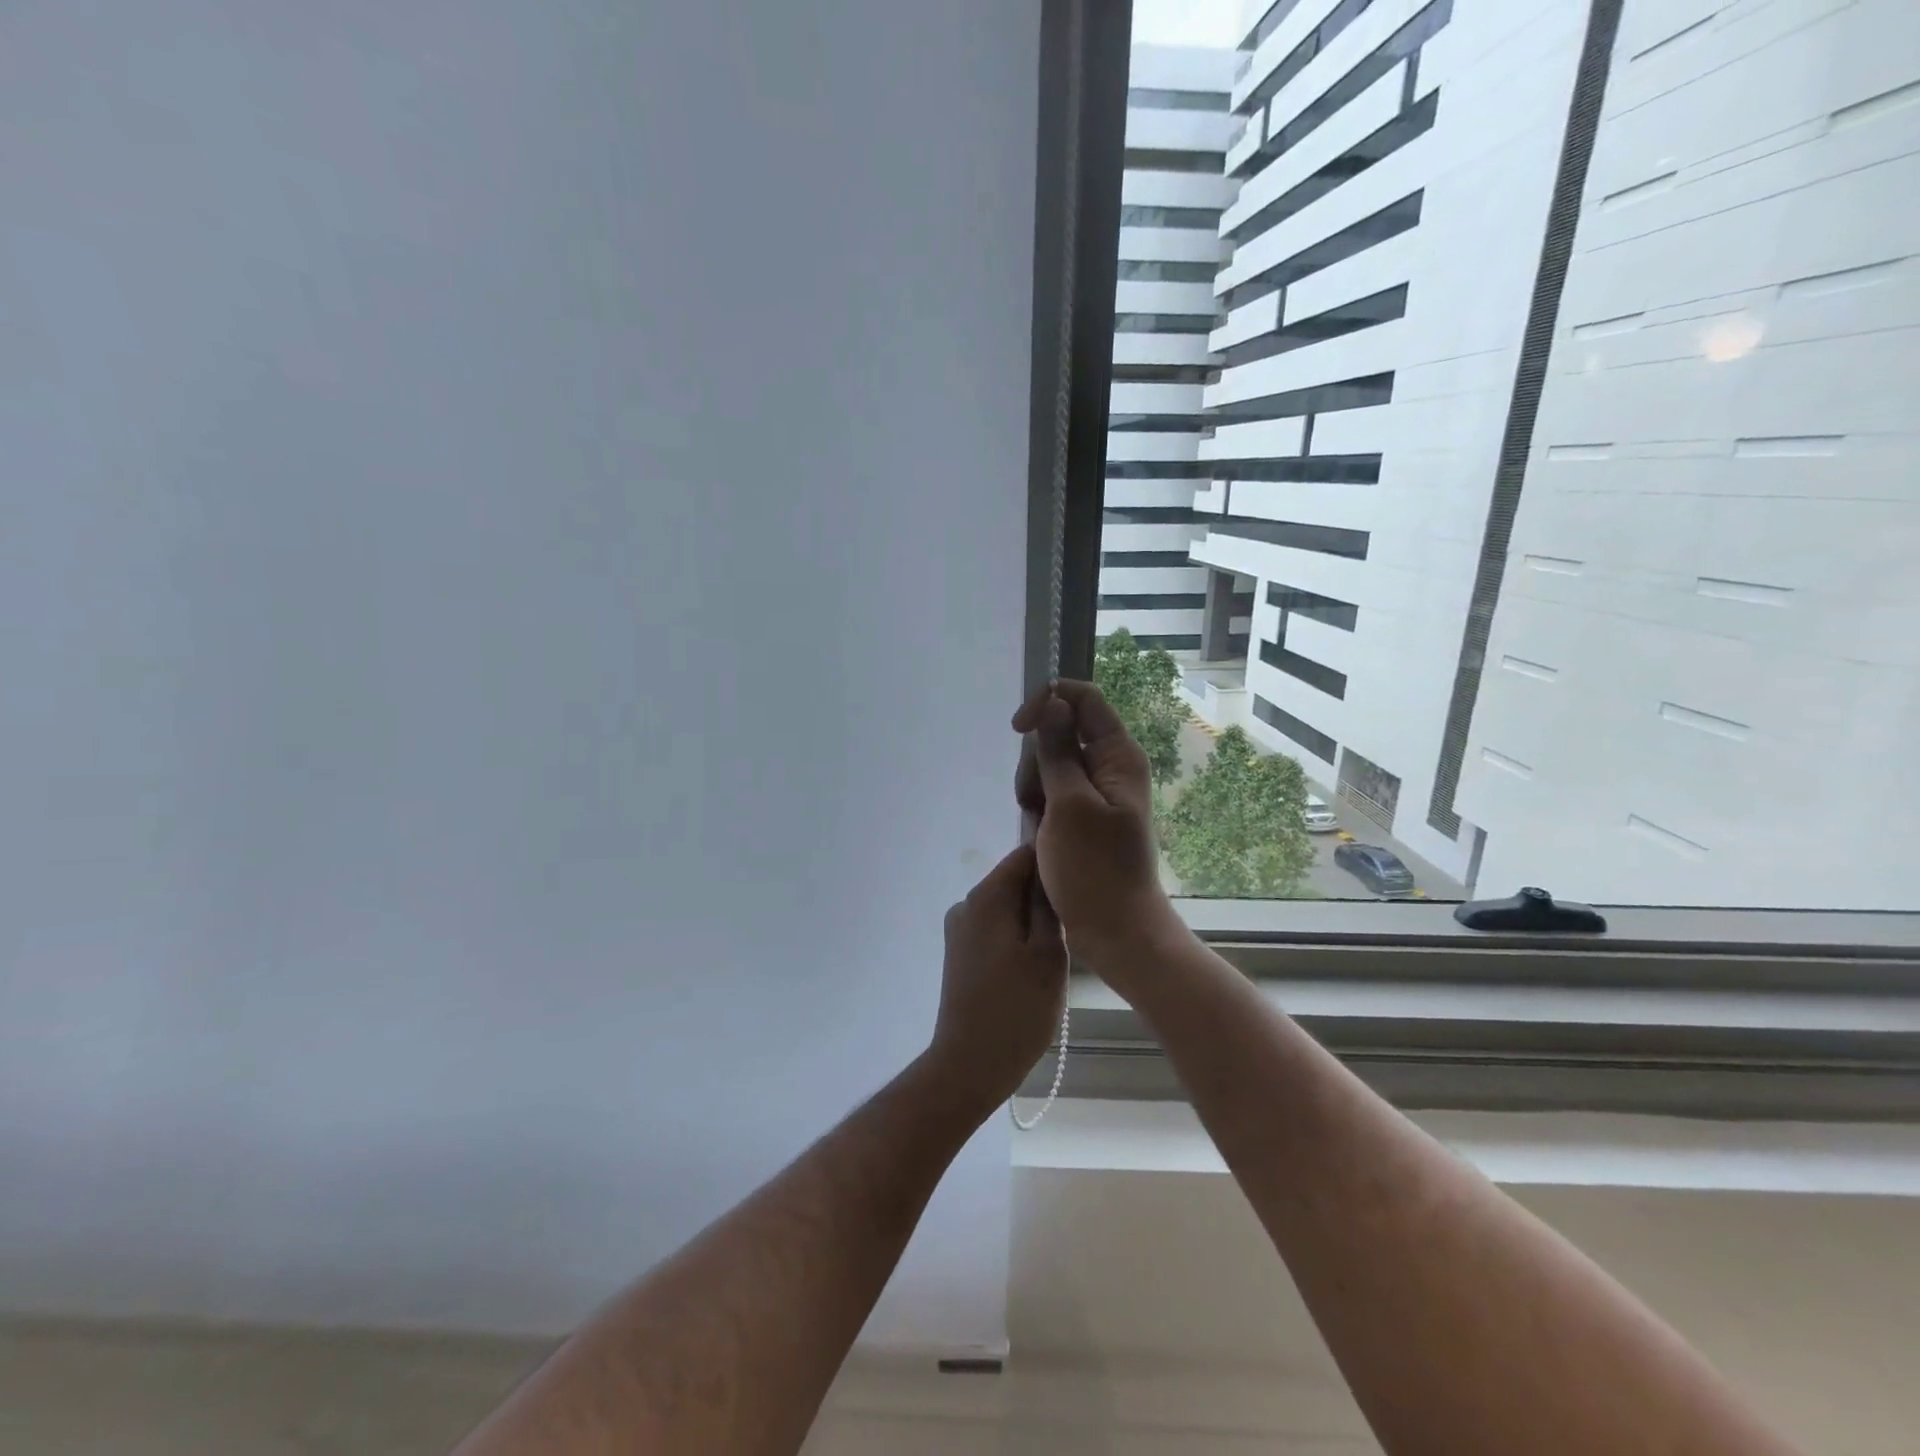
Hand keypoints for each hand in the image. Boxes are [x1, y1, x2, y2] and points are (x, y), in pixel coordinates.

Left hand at [925, 843, 1067, 1110]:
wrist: (970, 1064)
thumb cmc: (1017, 1009)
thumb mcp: (1048, 954)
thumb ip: (1048, 905)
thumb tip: (1050, 868)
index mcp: (987, 896)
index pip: (1025, 854)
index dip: (1055, 861)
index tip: (1082, 882)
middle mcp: (967, 903)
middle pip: (1015, 880)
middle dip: (1046, 894)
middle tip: (1078, 921)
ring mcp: (960, 929)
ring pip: (1008, 906)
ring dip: (1034, 919)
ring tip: (1062, 947)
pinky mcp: (961, 952)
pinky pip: (997, 928)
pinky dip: (1019, 936)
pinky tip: (1038, 963)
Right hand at [1012, 681, 1182, 969]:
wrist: (1116, 931)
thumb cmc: (1095, 869)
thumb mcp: (1069, 805)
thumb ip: (1059, 751)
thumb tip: (1053, 703)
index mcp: (1118, 755)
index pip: (1084, 698)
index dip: (1047, 701)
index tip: (1017, 729)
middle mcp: (1110, 766)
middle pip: (1062, 730)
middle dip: (1037, 756)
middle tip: (1034, 798)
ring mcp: (1096, 791)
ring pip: (1051, 761)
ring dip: (1034, 784)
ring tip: (1037, 821)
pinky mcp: (1083, 814)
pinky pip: (1053, 790)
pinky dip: (1039, 804)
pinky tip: (1038, 831)